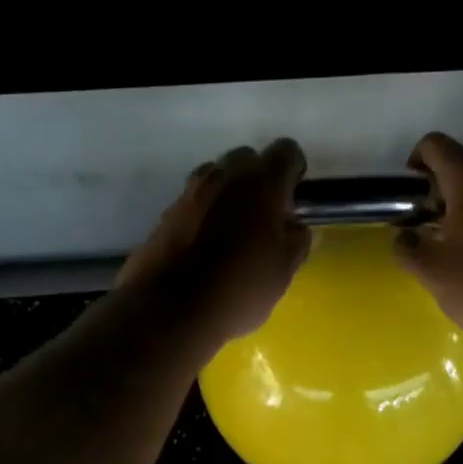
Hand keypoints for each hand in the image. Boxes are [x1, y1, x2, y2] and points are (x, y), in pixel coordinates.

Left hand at [116, 139, 310, 342]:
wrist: (169, 312)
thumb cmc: (239, 289)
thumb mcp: (283, 271)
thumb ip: (296, 241)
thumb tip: (295, 226)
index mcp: (262, 184)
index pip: (286, 151)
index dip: (293, 169)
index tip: (294, 196)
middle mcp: (225, 177)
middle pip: (246, 158)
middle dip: (258, 177)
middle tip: (264, 213)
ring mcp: (190, 192)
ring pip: (216, 175)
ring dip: (228, 191)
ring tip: (233, 227)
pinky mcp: (165, 213)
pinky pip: (193, 200)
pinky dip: (204, 212)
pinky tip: (206, 243)